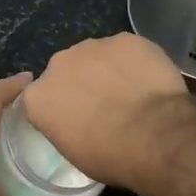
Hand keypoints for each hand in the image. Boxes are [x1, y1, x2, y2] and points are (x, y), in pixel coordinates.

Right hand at [22, 34, 191, 188]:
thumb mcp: (74, 154)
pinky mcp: (125, 39)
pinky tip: (149, 81)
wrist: (156, 136)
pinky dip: (135, 62)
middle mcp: (58, 64)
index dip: (59, 105)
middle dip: (81, 83)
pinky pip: (126, 51)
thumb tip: (76, 121)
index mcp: (39, 97)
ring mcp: (93, 47)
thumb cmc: (111, 156)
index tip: (74, 117)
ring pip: (96, 56)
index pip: (40, 97)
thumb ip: (64, 127)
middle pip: (66, 70)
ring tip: (131, 92)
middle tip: (105, 105)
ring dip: (108, 70)